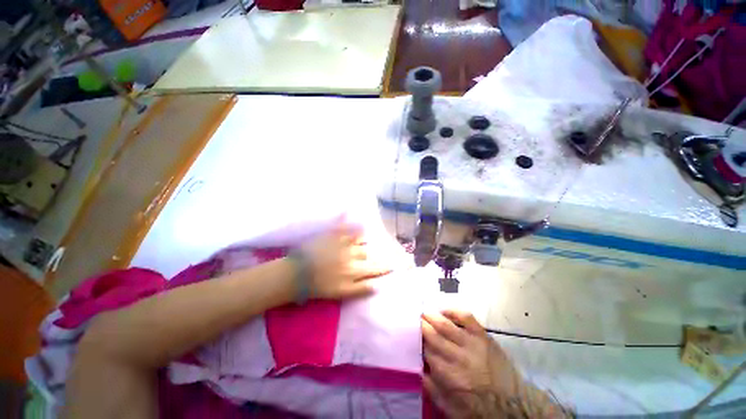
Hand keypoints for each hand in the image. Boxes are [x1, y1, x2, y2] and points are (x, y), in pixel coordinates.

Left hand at [300, 219, 391, 299]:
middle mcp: (352, 256)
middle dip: (380, 251)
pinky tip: (349, 212)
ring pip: (360, 239)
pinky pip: (343, 226)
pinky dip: (347, 219)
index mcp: (354, 271)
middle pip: (370, 253)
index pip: (375, 268)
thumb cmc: (319, 286)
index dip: (386, 267)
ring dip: (367, 237)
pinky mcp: (332, 236)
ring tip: (371, 235)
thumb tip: (377, 286)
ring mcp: (343, 244)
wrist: (297, 275)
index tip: (395, 265)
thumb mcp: (342, 293)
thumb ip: (361, 289)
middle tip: (389, 249)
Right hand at [422, 310, 523, 417]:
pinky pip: (465, 317)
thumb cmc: (479, 408)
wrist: (512, 405)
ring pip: (445, 324)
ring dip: (431, 316)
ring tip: (424, 313)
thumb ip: (431, 388)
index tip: (411, 335)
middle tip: (413, 319)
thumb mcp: (450, 408)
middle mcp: (457, 356)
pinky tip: (444, 311)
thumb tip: (416, 368)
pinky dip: (453, 311)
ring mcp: (471, 343)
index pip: (425, 351)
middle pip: (432, 335)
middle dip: (421, 325)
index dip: (416, 341)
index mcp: (447, 375)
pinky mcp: (483, 336)